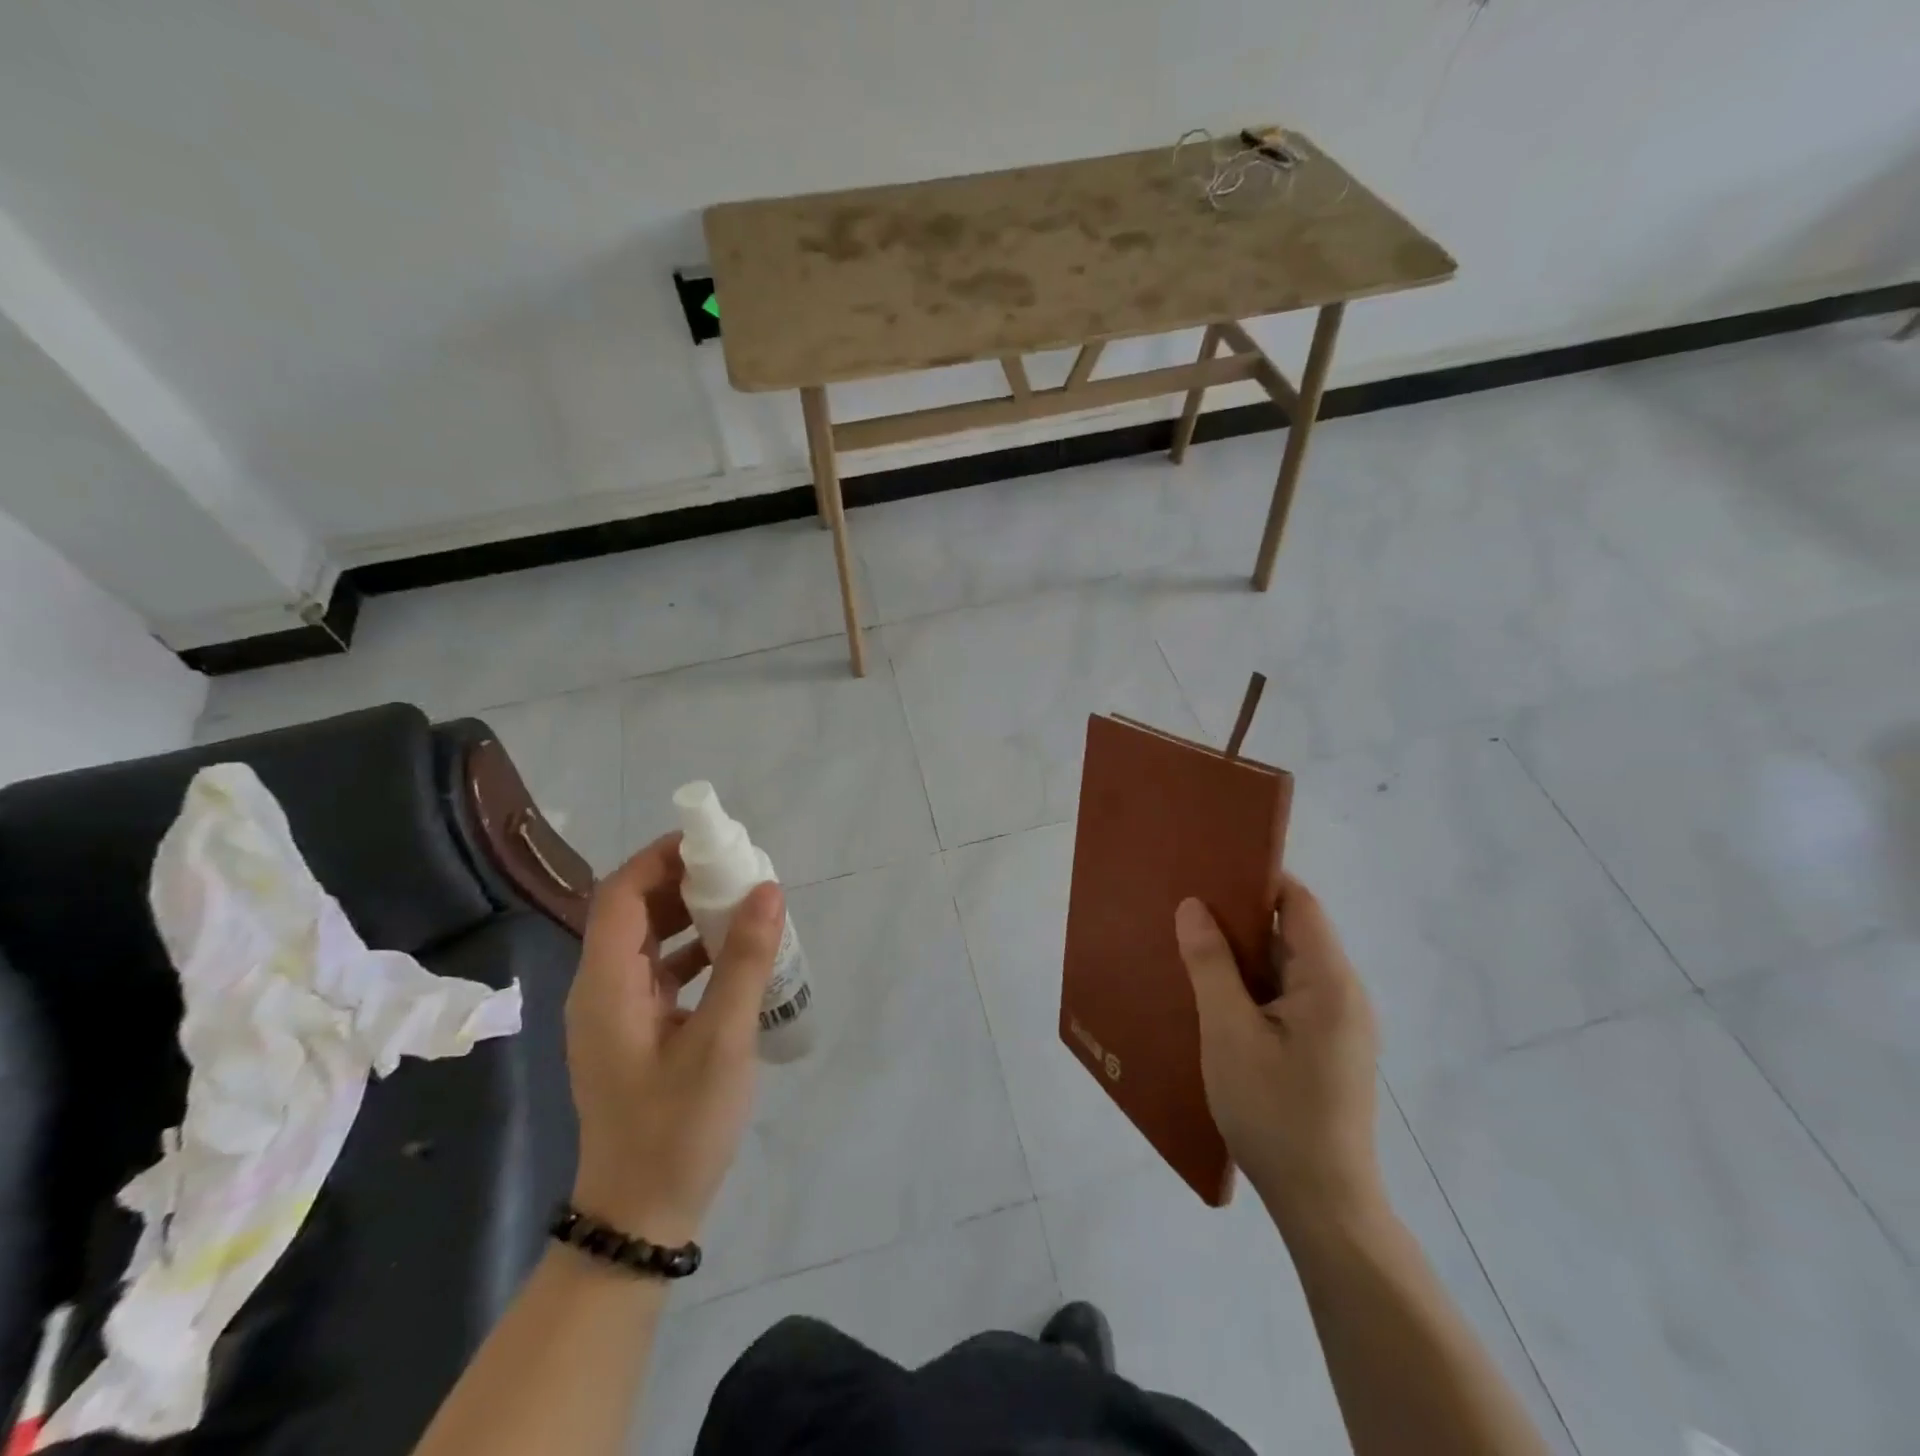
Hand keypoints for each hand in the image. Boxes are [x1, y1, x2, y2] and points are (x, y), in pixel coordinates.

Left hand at [564, 833, 783, 1245]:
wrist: (639, 1217)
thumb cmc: (677, 1127)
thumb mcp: (721, 1041)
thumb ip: (743, 962)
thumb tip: (767, 889)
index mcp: (606, 985)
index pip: (621, 894)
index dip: (660, 857)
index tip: (712, 841)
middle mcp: (601, 989)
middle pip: (634, 911)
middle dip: (684, 881)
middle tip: (739, 871)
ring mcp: (616, 1013)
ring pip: (649, 940)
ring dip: (691, 915)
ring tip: (744, 905)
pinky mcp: (635, 1032)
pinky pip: (661, 972)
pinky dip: (695, 952)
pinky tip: (736, 957)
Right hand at [1176, 875, 1383, 1237]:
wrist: (1322, 1205)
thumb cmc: (1274, 1112)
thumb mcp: (1229, 1033)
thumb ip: (1211, 964)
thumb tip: (1194, 905)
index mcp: (1331, 982)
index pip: (1299, 904)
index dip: (1257, 879)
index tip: (1208, 870)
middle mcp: (1344, 995)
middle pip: (1293, 933)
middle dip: (1241, 917)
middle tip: (1186, 908)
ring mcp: (1339, 1025)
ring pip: (1287, 968)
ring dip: (1243, 956)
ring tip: (1190, 946)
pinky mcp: (1327, 1050)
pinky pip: (1288, 998)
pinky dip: (1253, 987)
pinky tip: (1214, 996)